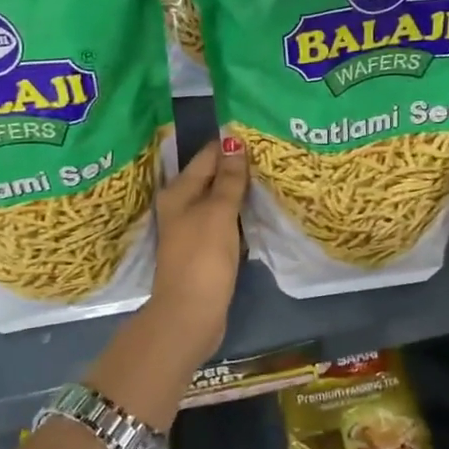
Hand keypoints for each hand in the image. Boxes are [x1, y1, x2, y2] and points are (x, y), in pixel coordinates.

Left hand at [149, 134, 248, 358]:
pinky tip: (257, 211)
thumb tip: (233, 142)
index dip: (230, 145)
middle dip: (236, 166)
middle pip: (211, 177)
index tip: (259, 134)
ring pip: (218, 200)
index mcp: (178, 192)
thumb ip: (228, 179)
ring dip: (239, 191)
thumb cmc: (202, 258)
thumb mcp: (218, 213)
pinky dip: (238, 214)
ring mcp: (191, 229)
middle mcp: (180, 206)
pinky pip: (223, 221)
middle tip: (270, 153)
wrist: (189, 314)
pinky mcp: (203, 250)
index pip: (207, 157)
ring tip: (269, 177)